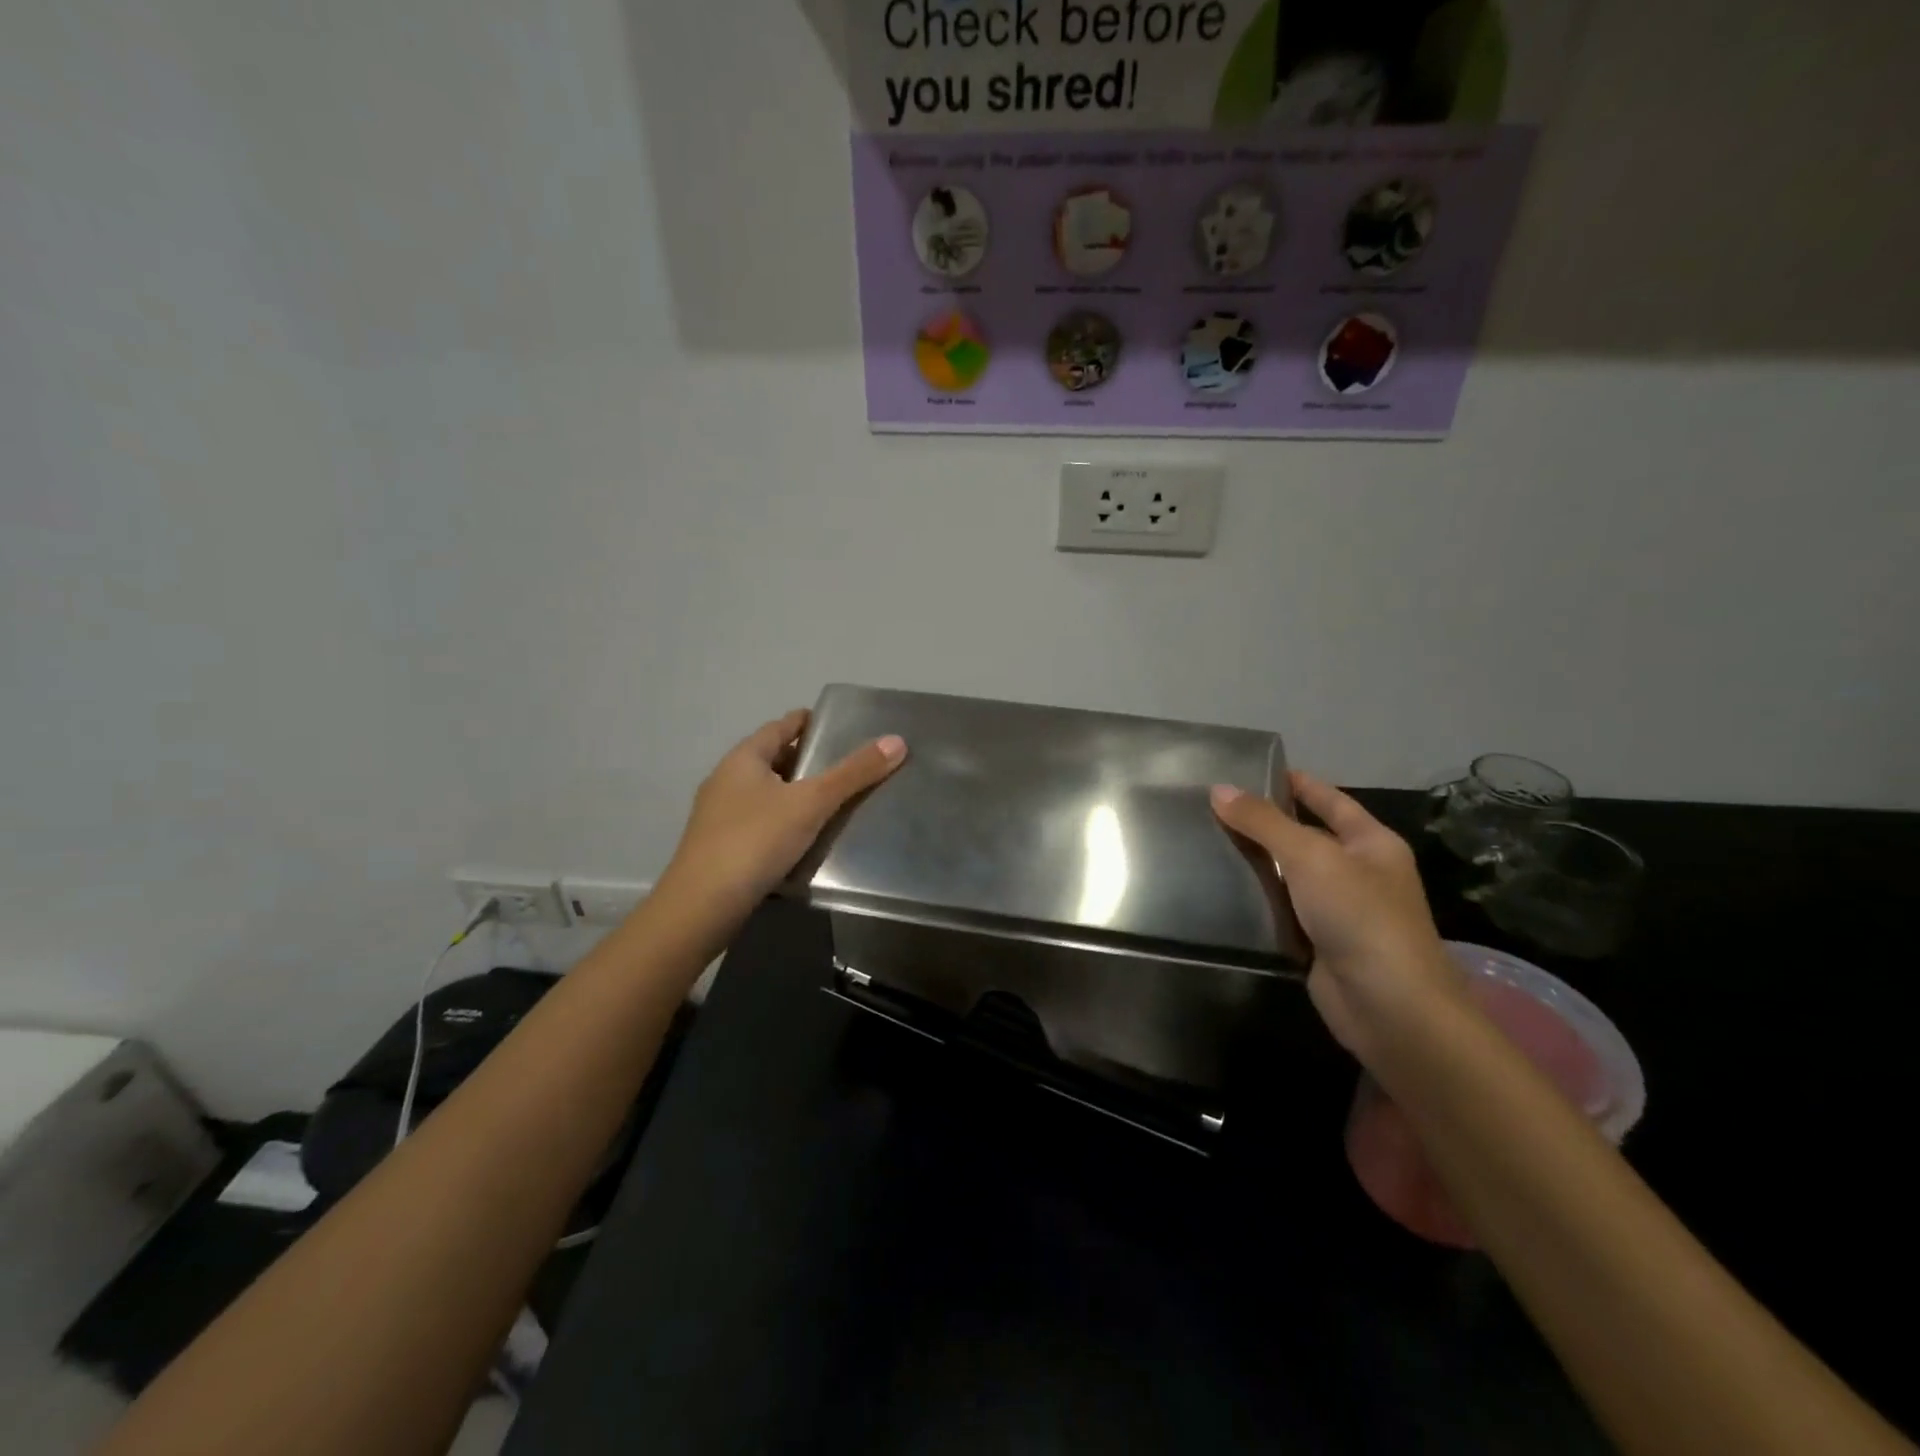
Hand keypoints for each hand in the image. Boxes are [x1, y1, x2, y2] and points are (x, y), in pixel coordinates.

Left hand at [660, 708, 906, 919]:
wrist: (701, 907)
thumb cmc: (755, 841)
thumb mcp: (811, 802)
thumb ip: (853, 773)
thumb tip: (897, 740)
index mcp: (743, 758)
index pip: (781, 726)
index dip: (809, 722)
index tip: (839, 725)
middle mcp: (726, 780)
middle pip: (773, 759)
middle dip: (806, 759)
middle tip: (846, 764)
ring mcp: (719, 815)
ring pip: (766, 793)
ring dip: (795, 793)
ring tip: (833, 800)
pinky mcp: (721, 847)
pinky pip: (760, 822)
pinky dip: (784, 821)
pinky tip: (805, 837)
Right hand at [1211, 772, 1464, 1065]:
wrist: (1389, 1007)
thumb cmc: (1359, 916)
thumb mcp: (1310, 856)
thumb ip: (1264, 822)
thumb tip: (1219, 789)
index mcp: (1371, 843)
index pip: (1330, 800)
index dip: (1296, 783)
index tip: (1252, 770)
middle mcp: (1358, 872)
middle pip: (1305, 837)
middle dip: (1265, 823)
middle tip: (1213, 806)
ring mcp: (1338, 910)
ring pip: (1289, 876)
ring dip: (1256, 863)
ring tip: (1206, 841)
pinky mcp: (1317, 943)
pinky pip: (1282, 911)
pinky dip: (1256, 901)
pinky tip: (1220, 889)